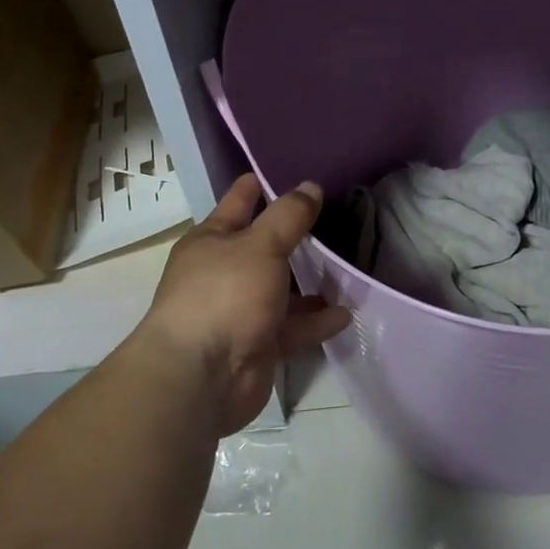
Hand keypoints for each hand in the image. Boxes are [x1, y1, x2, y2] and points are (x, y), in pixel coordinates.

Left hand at [136, 173, 350, 434]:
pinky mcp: (258, 345)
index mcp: (212, 241)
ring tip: (348, 270)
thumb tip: (310, 186)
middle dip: (296, 237)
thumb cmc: (225, 295)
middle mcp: (224, 273)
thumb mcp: (261, 245)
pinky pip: (293, 327)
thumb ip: (289, 216)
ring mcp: (241, 311)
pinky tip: (345, 314)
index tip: (289, 170)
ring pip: (283, 290)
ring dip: (312, 284)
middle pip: (265, 248)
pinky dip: (316, 322)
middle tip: (335, 219)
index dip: (261, 185)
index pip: (239, 202)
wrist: (202, 378)